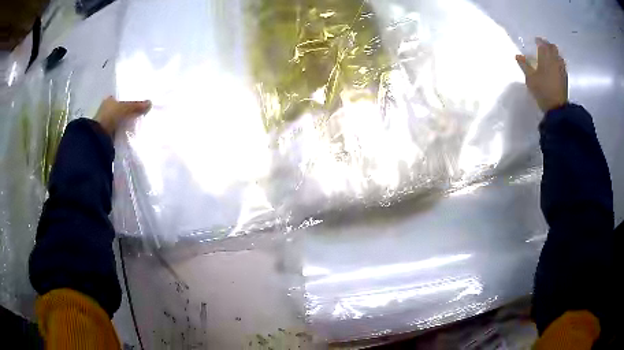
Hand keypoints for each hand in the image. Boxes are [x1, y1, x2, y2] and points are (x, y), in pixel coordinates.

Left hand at [95, 96, 151, 136]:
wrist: (100, 137)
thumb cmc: (110, 116)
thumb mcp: (126, 108)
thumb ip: (137, 106)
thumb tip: (150, 103)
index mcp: (109, 100)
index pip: (120, 98)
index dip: (127, 99)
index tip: (137, 102)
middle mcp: (106, 109)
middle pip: (120, 109)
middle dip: (128, 111)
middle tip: (140, 112)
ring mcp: (106, 122)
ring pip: (119, 120)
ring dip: (126, 121)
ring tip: (137, 123)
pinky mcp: (108, 133)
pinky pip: (119, 129)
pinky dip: (124, 130)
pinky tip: (131, 131)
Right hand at [516, 38, 567, 112]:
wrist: (557, 108)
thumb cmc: (542, 91)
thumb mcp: (530, 79)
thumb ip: (524, 65)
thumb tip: (518, 56)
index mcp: (545, 57)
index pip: (542, 44)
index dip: (539, 41)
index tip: (535, 41)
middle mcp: (555, 60)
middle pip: (552, 47)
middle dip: (547, 45)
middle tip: (543, 47)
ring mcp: (561, 68)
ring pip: (558, 55)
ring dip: (554, 53)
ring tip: (550, 56)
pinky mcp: (565, 77)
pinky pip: (562, 64)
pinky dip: (558, 62)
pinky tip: (555, 66)